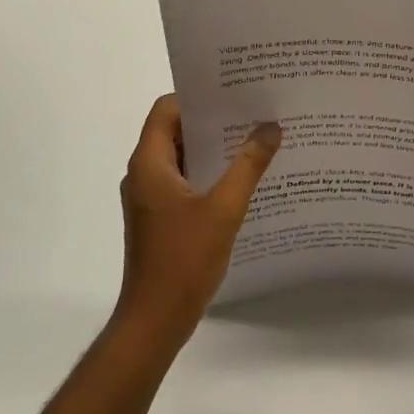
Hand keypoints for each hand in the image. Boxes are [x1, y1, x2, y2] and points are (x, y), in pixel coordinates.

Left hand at [114, 95, 279, 352]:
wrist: (155, 321)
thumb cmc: (184, 260)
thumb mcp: (224, 208)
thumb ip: (248, 165)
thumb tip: (270, 127)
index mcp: (149, 163)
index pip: (166, 109)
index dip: (197, 96)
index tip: (233, 93)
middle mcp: (143, 174)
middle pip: (174, 130)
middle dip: (212, 120)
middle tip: (253, 112)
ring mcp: (149, 198)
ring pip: (181, 157)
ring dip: (212, 148)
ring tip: (254, 140)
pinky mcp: (159, 218)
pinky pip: (183, 181)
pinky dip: (208, 173)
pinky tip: (241, 180)